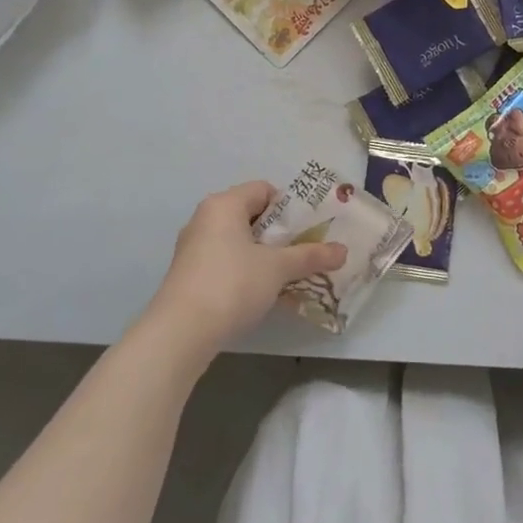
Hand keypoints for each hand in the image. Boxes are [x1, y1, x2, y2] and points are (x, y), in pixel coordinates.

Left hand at [142, 182, 347, 360]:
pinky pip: (225, 261)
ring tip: (288, 274)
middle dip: (280, 234)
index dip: (290, 207)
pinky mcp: (188, 274)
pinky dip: (245, 270)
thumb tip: (343, 251)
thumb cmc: (232, 284)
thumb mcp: (278, 268)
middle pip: (251, 215)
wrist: (180, 332)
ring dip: (263, 255)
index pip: (264, 190)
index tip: (309, 229)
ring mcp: (193, 247)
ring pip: (238, 241)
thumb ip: (310, 256)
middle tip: (304, 251)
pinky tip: (261, 292)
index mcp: (224, 204)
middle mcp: (205, 219)